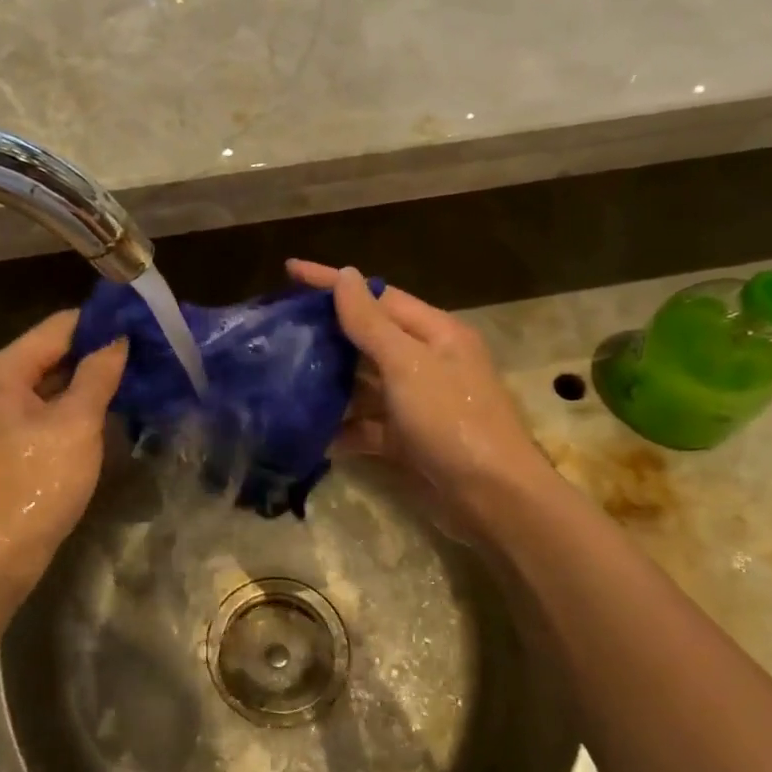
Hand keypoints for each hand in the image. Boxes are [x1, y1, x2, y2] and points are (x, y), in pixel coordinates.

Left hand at [0, 311, 127, 587]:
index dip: (101, 323)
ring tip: (138, 376)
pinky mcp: (8, 443)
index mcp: (2, 370)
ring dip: (90, 381)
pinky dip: (75, 407)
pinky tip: (109, 409)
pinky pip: (47, 411)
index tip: (143, 324)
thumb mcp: (75, 425)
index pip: (59, 327)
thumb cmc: (35, 483)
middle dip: (98, 352)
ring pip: (52, 384)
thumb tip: (119, 339)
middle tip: (148, 352)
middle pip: (53, 353)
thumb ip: (98, 375)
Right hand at [286, 261, 550, 535]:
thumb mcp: (408, 365)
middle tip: (278, 328)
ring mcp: (416, 404)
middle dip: (326, 333)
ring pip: (363, 383)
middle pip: (368, 338)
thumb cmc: (453, 421)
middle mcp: (427, 363)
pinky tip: (308, 431)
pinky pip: (365, 425)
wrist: (493, 500)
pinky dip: (341, 428)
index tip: (290, 271)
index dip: (334, 283)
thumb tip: (345, 275)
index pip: (378, 296)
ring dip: (329, 382)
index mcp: (436, 334)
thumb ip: (371, 322)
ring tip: (281, 375)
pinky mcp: (406, 440)